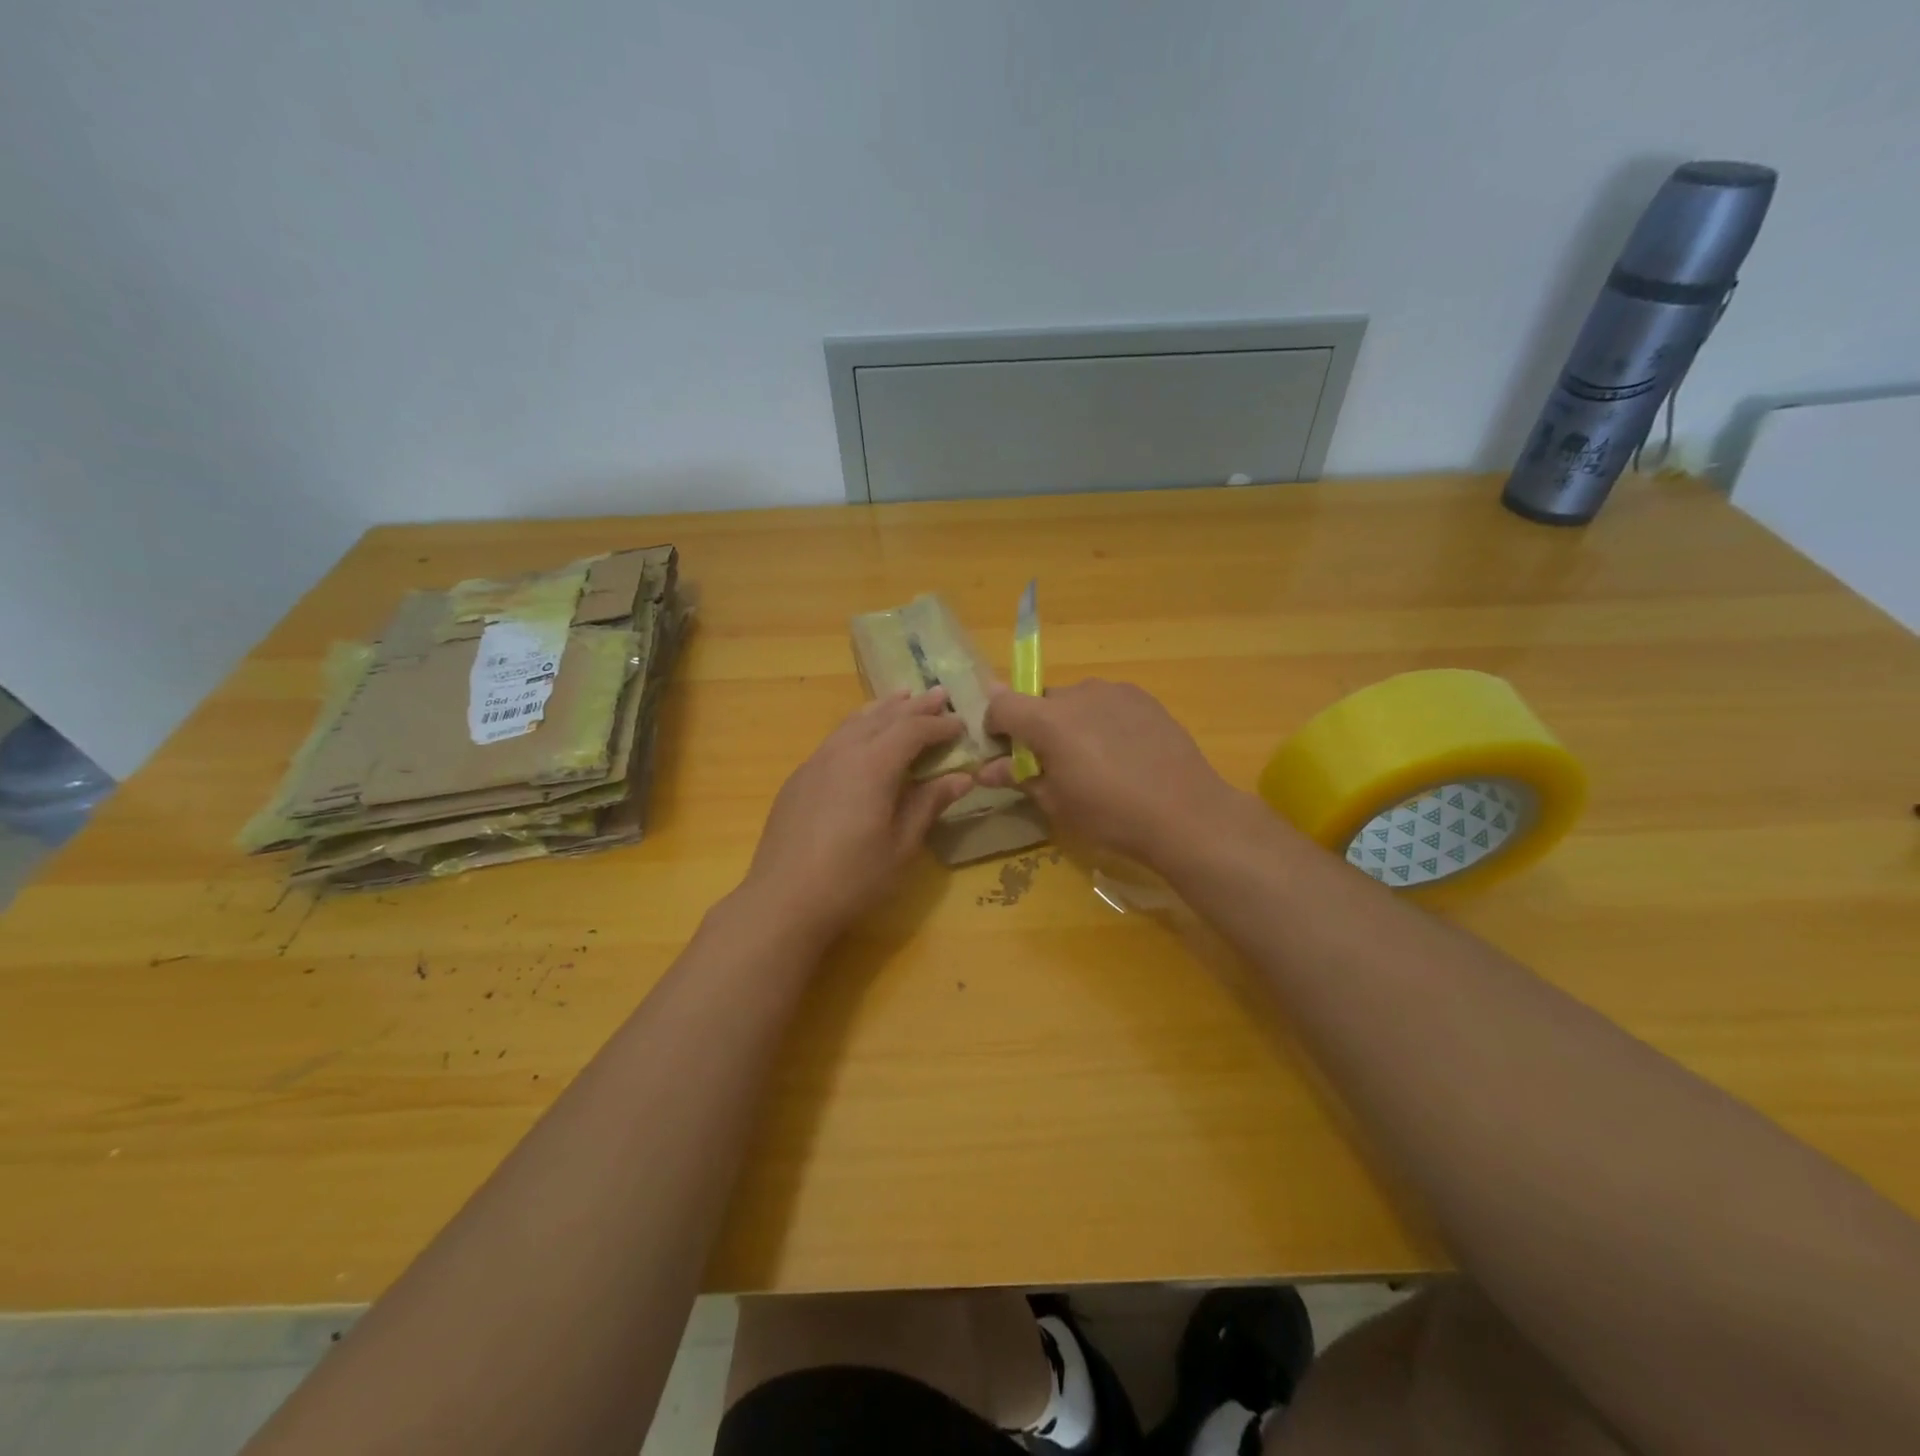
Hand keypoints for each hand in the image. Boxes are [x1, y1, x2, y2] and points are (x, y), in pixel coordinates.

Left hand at [742, 690, 974, 946]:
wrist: (784, 900)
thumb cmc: (852, 878)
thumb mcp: (902, 845)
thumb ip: (929, 804)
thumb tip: (962, 778)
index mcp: (872, 765)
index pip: (912, 730)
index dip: (939, 725)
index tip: (961, 723)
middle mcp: (842, 752)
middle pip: (883, 717)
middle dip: (914, 706)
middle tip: (939, 694)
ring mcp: (815, 762)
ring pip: (853, 722)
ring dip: (882, 709)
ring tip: (901, 697)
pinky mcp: (799, 779)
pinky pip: (835, 739)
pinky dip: (857, 726)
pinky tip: (862, 735)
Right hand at [978, 679, 1242, 867]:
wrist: (1185, 813)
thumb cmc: (1110, 815)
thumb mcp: (1056, 802)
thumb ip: (1018, 777)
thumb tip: (984, 771)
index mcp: (1049, 720)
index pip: (1002, 706)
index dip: (994, 726)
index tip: (1002, 752)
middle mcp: (1078, 694)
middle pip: (1040, 701)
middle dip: (1035, 727)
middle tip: (1051, 763)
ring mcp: (1114, 691)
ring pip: (1075, 700)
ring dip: (1069, 721)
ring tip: (1092, 759)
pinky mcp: (1143, 698)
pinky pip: (1106, 703)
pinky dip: (1101, 720)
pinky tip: (1121, 752)